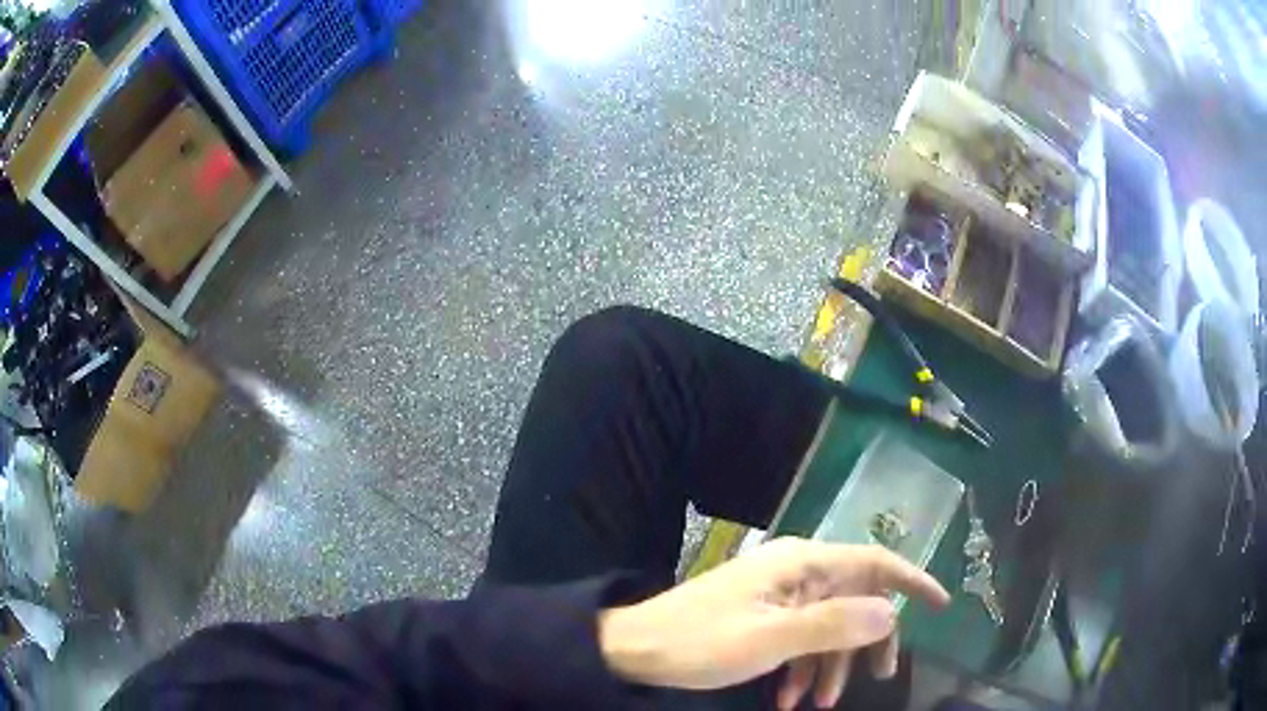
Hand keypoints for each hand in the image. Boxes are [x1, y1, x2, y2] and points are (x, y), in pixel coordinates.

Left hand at [598, 537, 949, 708]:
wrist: (635, 648)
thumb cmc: (701, 642)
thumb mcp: (771, 640)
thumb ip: (834, 624)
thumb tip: (891, 612)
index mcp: (802, 563)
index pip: (874, 562)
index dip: (913, 580)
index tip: (942, 606)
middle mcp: (796, 571)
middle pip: (856, 598)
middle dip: (868, 640)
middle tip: (877, 678)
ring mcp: (779, 594)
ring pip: (828, 625)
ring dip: (829, 665)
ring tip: (818, 706)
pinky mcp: (764, 616)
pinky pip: (800, 638)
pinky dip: (802, 668)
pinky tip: (789, 700)